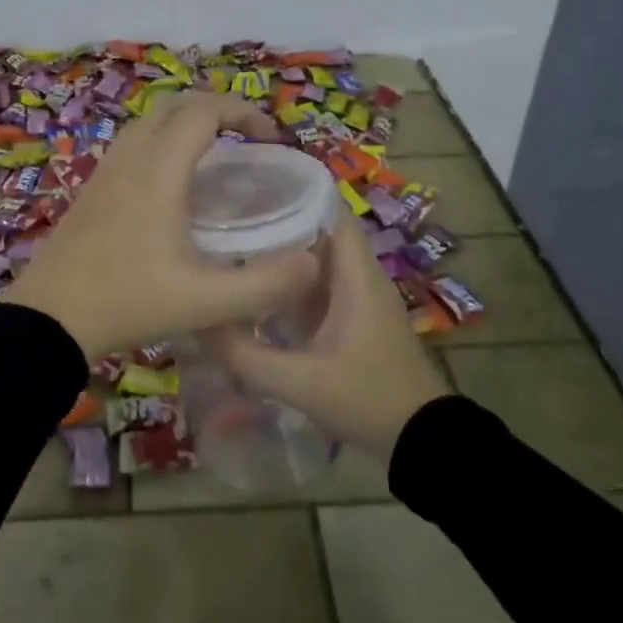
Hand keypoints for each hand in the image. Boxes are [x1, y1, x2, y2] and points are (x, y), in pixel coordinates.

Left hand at [0, 93, 319, 359]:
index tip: (271, 139)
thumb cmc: (127, 302)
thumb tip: (314, 262)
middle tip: (249, 140)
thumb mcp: (204, 302)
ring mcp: (106, 169)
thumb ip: (264, 285)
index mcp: (159, 171)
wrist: (48, 317)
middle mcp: (131, 157)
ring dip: (187, 122)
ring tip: (217, 155)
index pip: (204, 111)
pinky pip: (133, 142)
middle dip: (218, 109)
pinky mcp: (93, 186)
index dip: (243, 112)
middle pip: (176, 104)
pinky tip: (176, 184)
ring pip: (150, 120)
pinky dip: (163, 140)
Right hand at [207, 211, 449, 457]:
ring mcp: (359, 294)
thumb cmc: (367, 399)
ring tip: (234, 239)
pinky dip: (291, 275)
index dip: (293, 190)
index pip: (329, 209)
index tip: (250, 183)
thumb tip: (201, 323)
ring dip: (283, 246)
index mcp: (356, 275)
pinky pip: (320, 279)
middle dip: (278, 215)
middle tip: (229, 211)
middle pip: (318, 226)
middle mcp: (360, 274)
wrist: (421, 440)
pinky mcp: (354, 314)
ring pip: (318, 254)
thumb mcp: (301, 383)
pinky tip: (257, 283)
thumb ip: (247, 356)